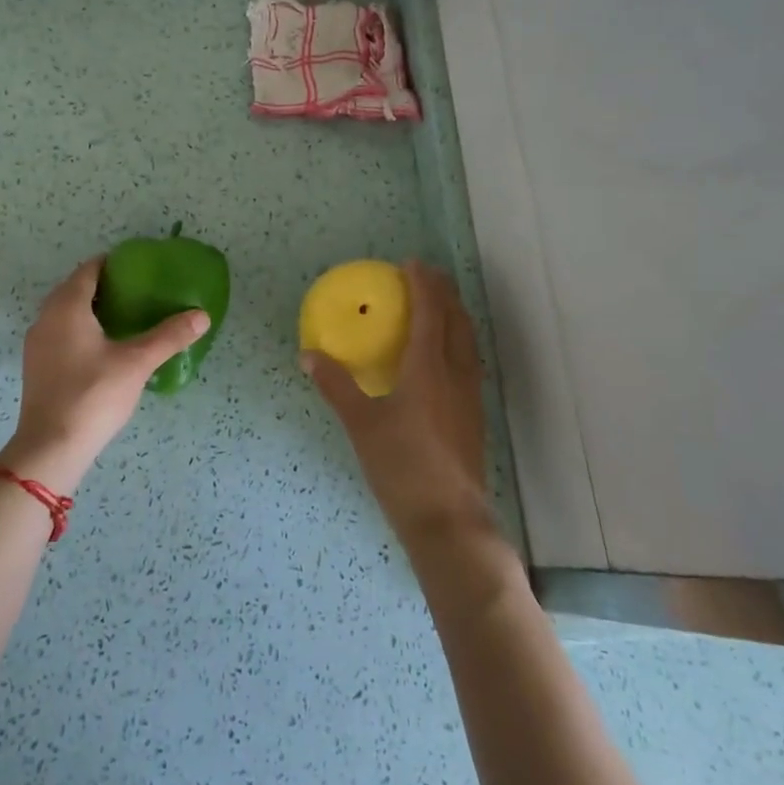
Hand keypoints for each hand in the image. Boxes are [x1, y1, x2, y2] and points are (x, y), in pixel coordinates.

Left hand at [2, 257, 209, 492]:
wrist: (51, 447)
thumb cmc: (93, 395)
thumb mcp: (136, 363)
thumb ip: (169, 336)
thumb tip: (202, 316)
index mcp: (67, 307)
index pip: (88, 270)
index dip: (112, 264)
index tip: (138, 268)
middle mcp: (46, 318)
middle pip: (74, 289)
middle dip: (103, 286)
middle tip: (136, 292)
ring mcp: (36, 344)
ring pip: (64, 313)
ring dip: (89, 309)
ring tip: (123, 318)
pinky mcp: (36, 366)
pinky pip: (58, 333)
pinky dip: (79, 330)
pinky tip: (102, 348)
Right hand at [301, 260, 491, 541]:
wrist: (448, 521)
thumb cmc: (402, 466)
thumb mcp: (361, 424)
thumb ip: (336, 386)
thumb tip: (309, 355)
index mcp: (429, 368)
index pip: (430, 312)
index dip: (423, 284)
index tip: (410, 263)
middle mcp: (456, 373)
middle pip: (457, 320)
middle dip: (444, 292)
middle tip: (426, 276)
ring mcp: (470, 396)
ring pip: (467, 341)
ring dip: (454, 315)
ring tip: (437, 306)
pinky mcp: (474, 416)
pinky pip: (468, 361)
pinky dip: (456, 341)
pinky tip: (442, 357)